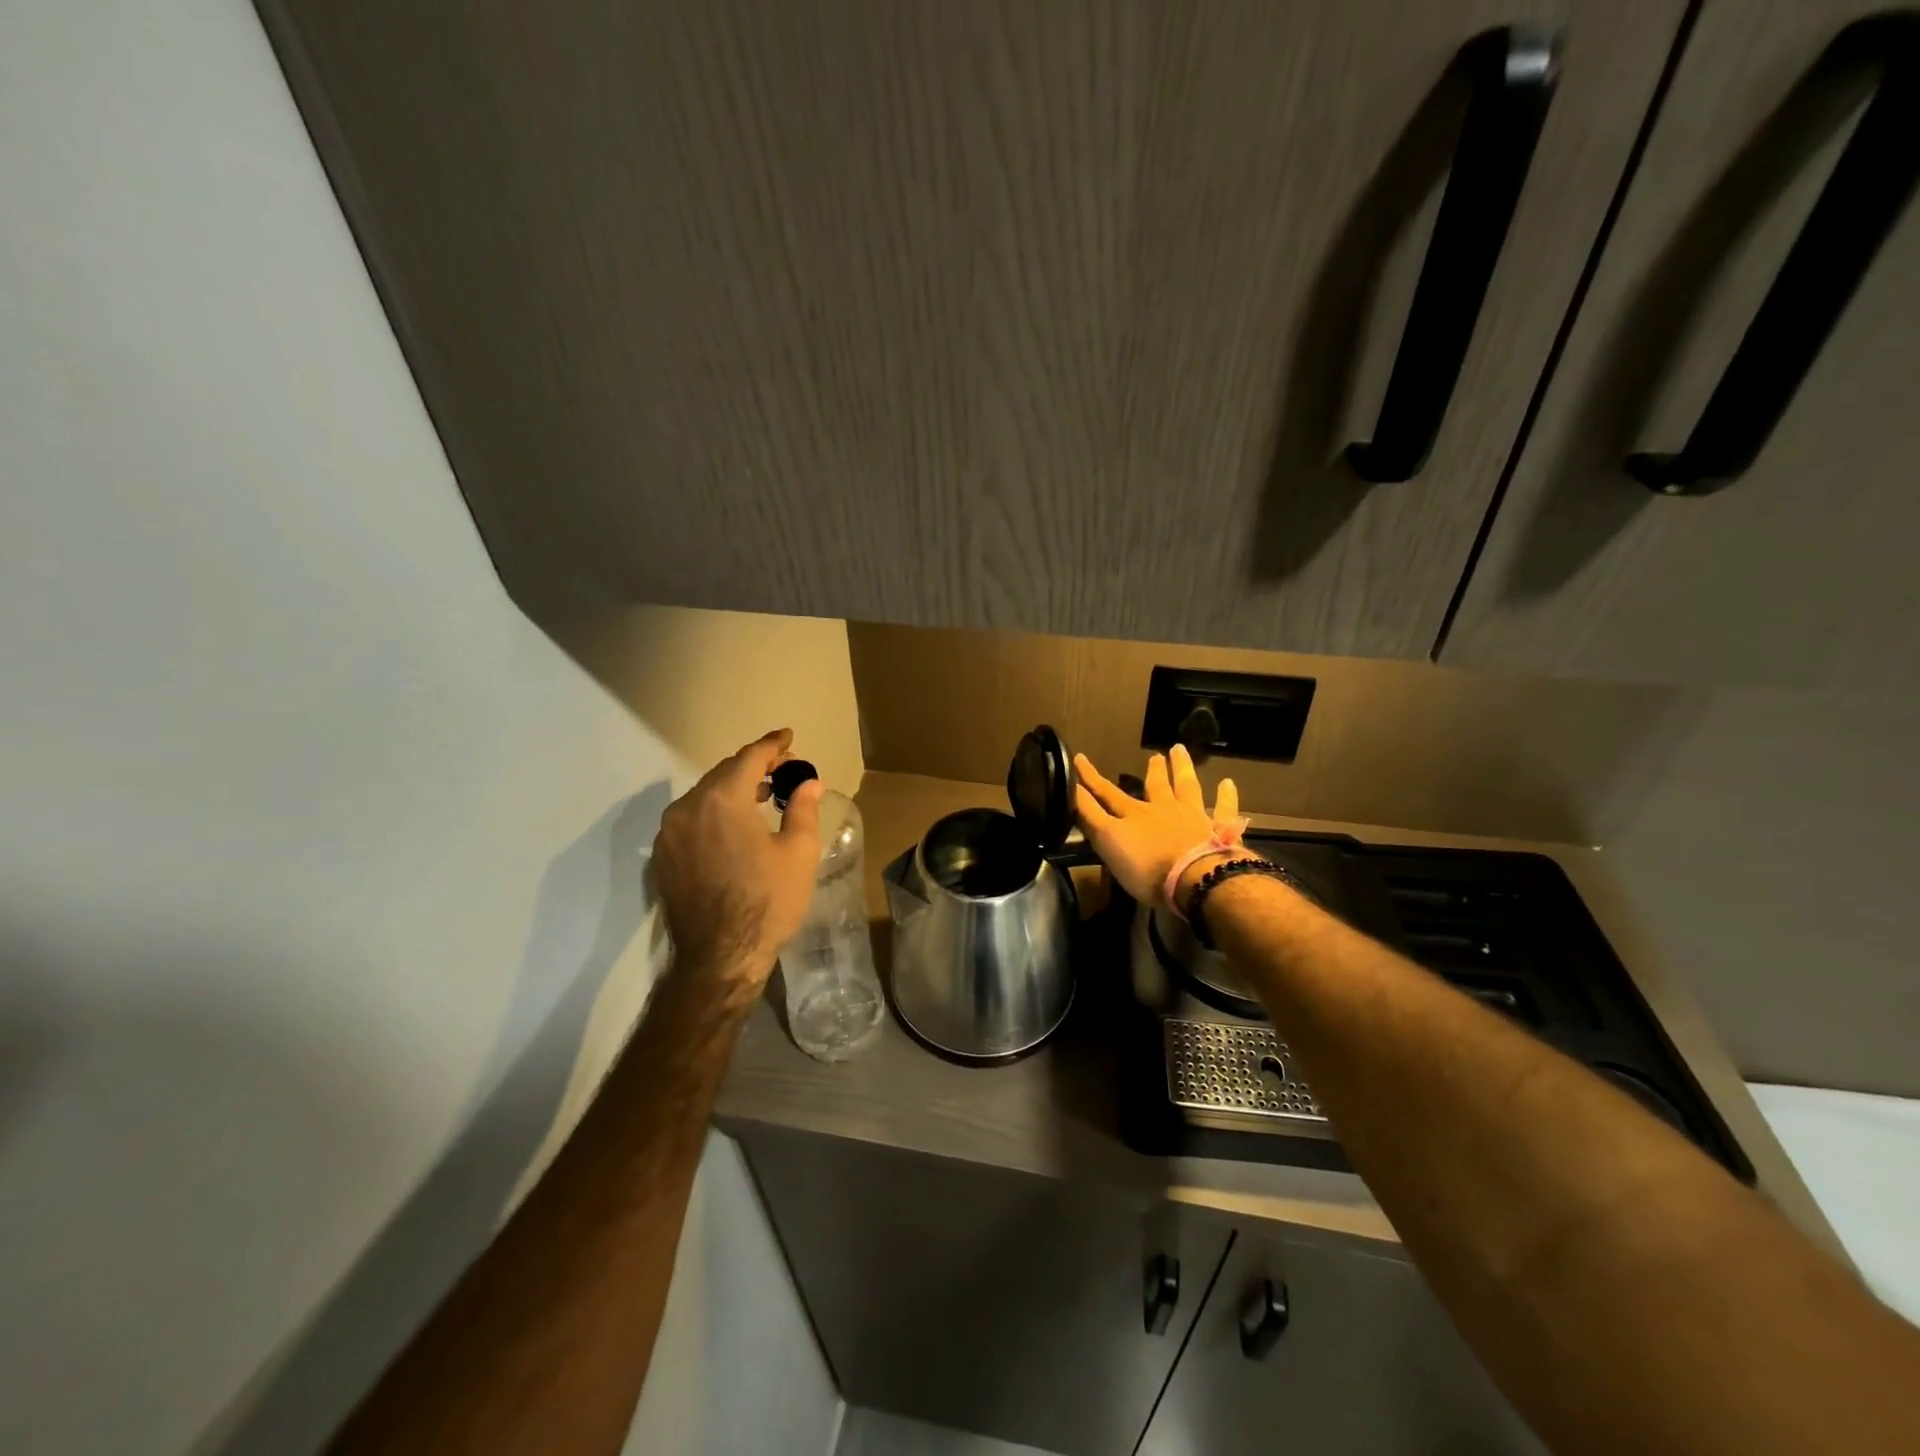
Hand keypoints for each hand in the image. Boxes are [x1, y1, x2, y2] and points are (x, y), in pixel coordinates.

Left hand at [651, 729, 823, 1001]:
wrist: (719, 958)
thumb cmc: (768, 901)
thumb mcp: (798, 852)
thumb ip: (802, 808)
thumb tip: (808, 782)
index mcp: (722, 799)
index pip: (749, 758)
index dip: (772, 745)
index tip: (789, 738)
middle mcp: (687, 807)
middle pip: (723, 774)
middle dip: (754, 767)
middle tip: (783, 769)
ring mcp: (669, 834)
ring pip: (704, 796)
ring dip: (732, 790)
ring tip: (762, 795)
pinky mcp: (663, 858)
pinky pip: (691, 820)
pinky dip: (714, 813)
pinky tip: (735, 827)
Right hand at [1074, 744, 1248, 910]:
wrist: (1196, 880)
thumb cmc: (1147, 867)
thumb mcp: (1109, 842)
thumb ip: (1091, 817)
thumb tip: (1072, 791)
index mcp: (1134, 815)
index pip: (1106, 794)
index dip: (1090, 778)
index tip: (1080, 758)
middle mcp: (1163, 809)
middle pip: (1155, 786)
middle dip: (1151, 770)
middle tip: (1154, 755)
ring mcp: (1193, 817)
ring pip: (1187, 787)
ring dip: (1182, 769)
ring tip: (1180, 751)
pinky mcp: (1218, 831)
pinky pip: (1224, 810)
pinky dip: (1226, 796)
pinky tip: (1228, 783)